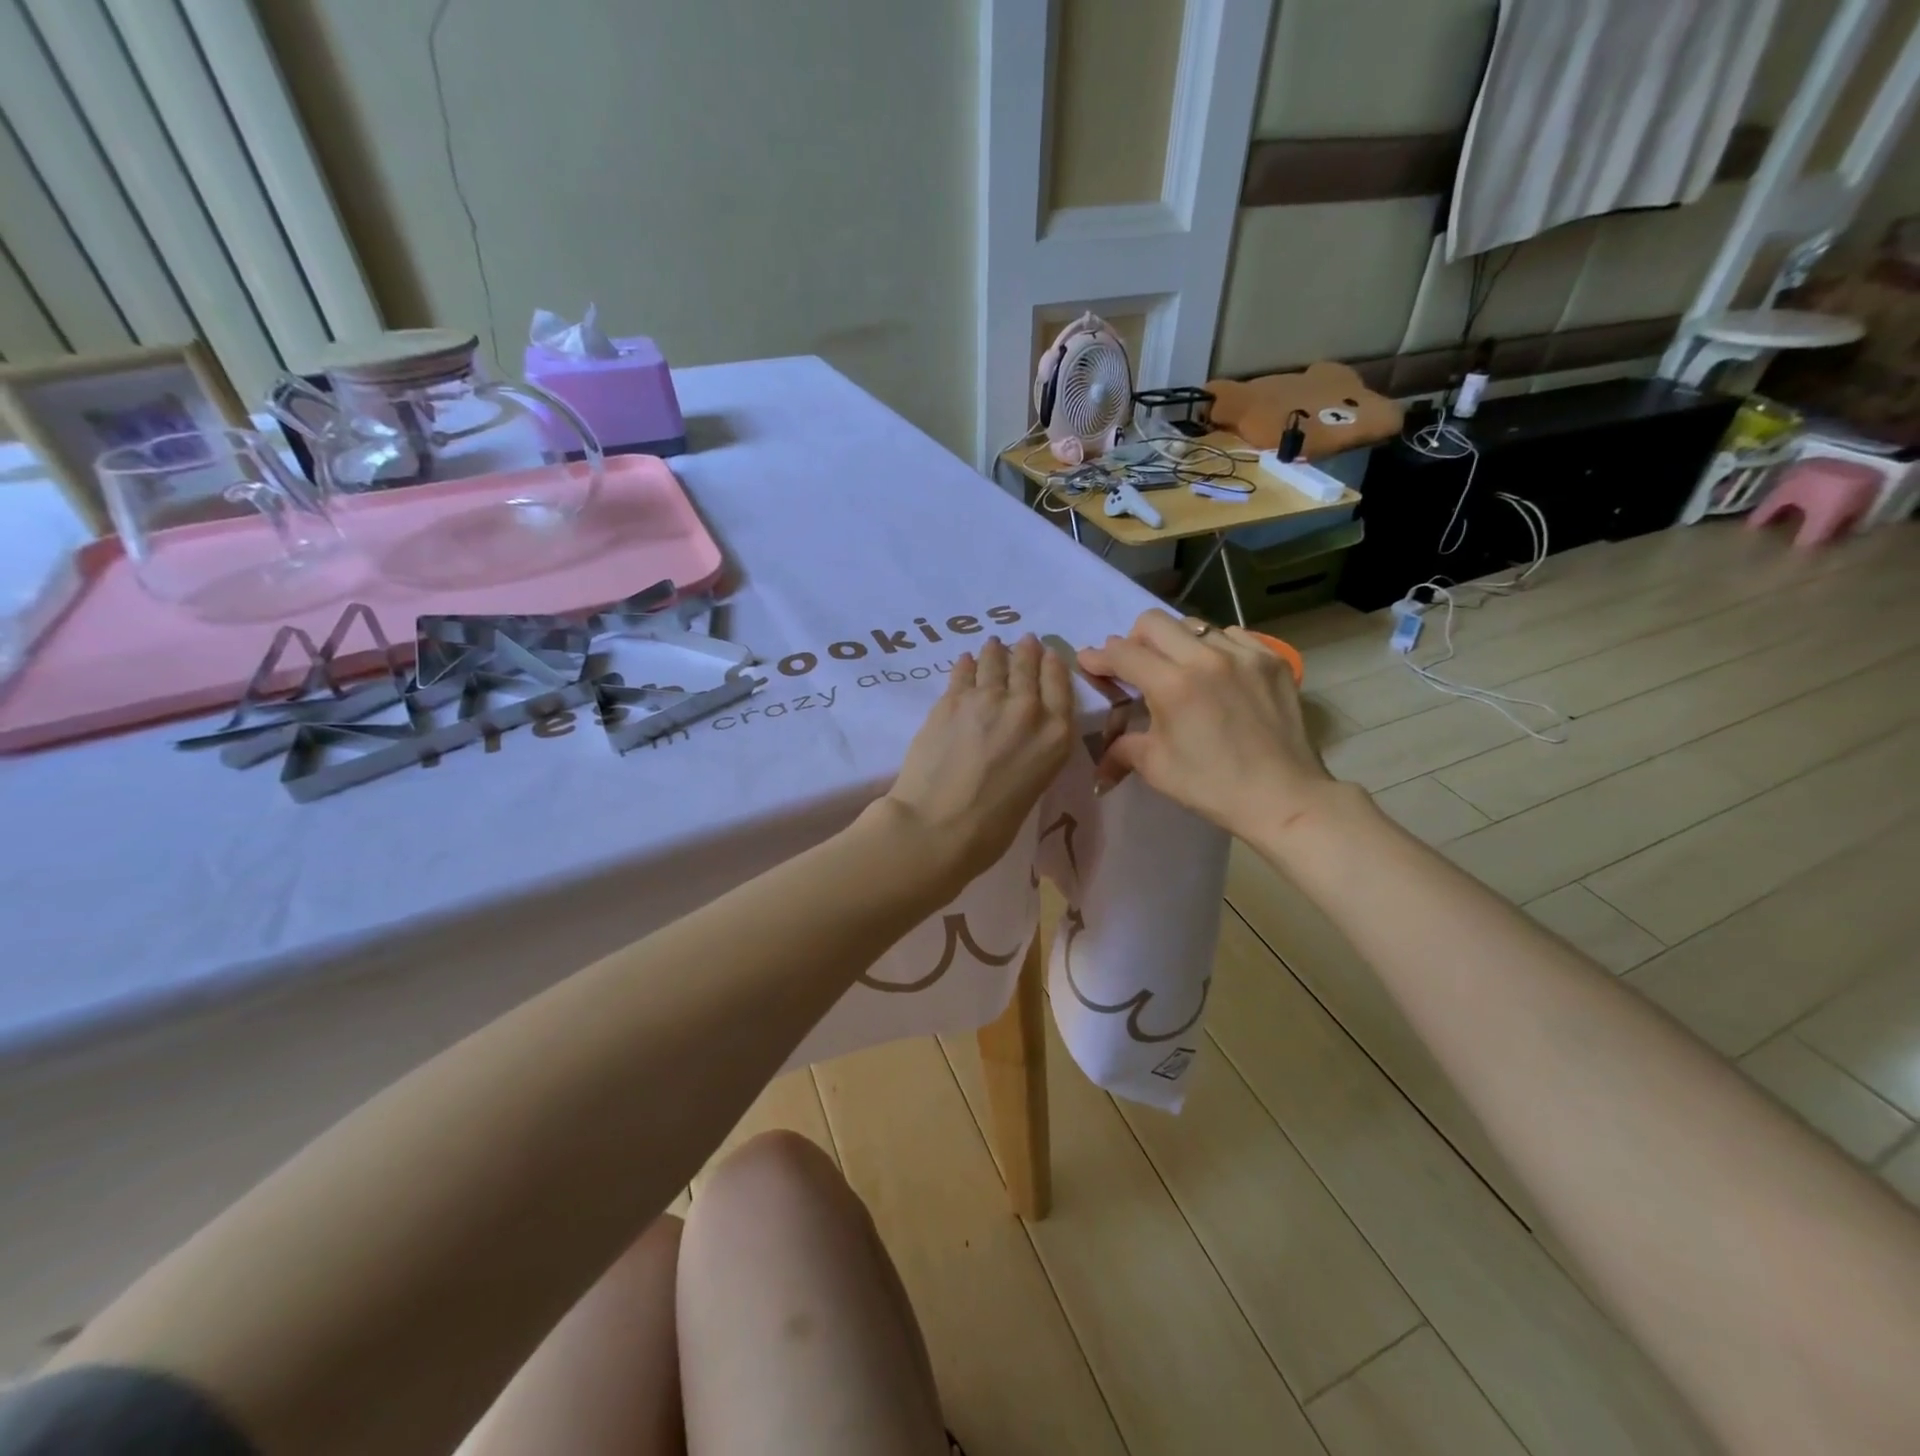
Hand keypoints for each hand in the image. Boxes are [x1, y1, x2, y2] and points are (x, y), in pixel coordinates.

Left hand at [876, 635, 1074, 884]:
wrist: (938, 826)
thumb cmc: (992, 826)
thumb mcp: (1034, 784)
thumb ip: (1034, 750)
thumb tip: (1018, 735)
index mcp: (1056, 735)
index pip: (1059, 685)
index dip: (1053, 665)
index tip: (1049, 653)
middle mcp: (1027, 709)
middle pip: (1028, 667)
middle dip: (1027, 651)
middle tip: (1024, 640)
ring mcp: (986, 699)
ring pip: (995, 662)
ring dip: (996, 652)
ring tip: (994, 644)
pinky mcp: (951, 700)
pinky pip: (963, 672)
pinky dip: (967, 664)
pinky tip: (967, 659)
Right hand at [1079, 610, 1339, 841]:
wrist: (1283, 797)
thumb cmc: (1212, 786)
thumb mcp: (1156, 767)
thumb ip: (1122, 746)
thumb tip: (1101, 751)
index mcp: (1172, 685)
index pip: (1123, 653)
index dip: (1099, 656)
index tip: (1089, 662)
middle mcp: (1206, 658)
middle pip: (1155, 622)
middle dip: (1134, 639)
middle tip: (1135, 665)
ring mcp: (1244, 654)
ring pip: (1195, 626)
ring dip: (1176, 643)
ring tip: (1178, 669)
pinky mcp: (1271, 659)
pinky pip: (1233, 636)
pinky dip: (1215, 648)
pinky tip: (1216, 672)